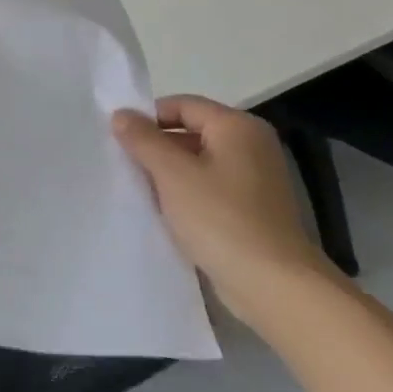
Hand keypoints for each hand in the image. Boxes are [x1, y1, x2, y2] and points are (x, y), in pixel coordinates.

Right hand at [113, 96, 337, 325]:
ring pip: (197, 163)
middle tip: (123, 164)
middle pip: (190, 132)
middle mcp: (251, 146)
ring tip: (139, 189)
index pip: (181, 105)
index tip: (118, 139)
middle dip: (156, 147)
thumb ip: (142, 139)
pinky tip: (164, 212)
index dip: (147, 118)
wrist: (274, 286)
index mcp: (237, 127)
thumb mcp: (172, 173)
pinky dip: (186, 195)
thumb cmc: (221, 218)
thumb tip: (121, 115)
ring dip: (168, 174)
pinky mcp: (252, 210)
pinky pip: (209, 189)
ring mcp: (255, 180)